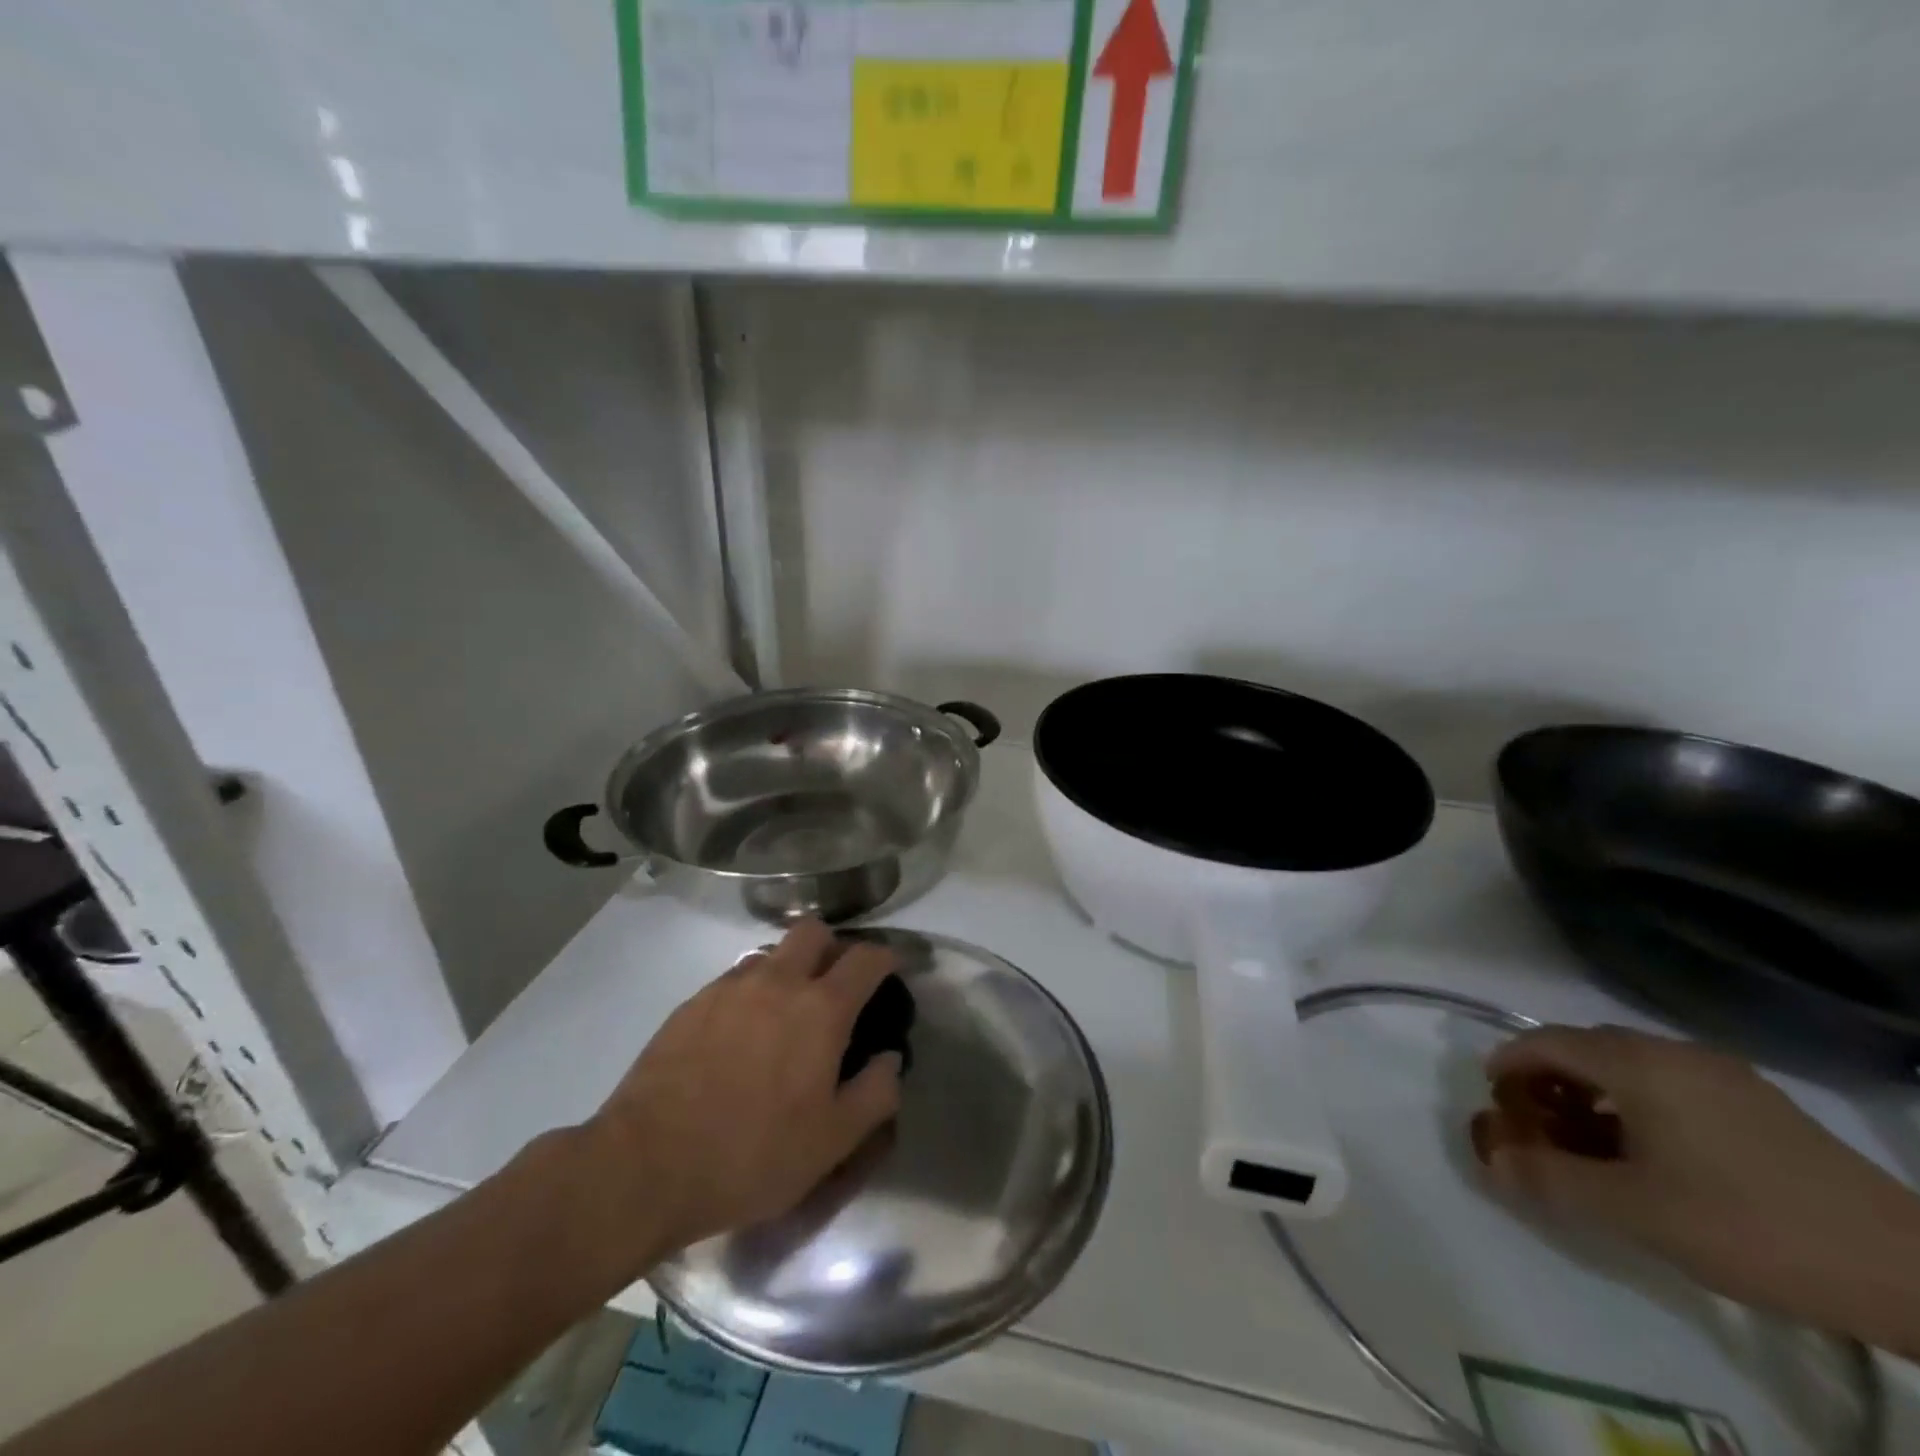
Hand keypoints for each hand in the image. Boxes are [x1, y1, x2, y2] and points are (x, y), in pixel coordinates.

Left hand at [585, 920, 902, 1266]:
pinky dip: (750, 992)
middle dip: (832, 947)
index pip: (866, 958)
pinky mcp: (692, 1003)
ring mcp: (730, 987)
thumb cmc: (752, 1155)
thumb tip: (888, 1060)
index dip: (886, 957)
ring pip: (771, 953)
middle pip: (813, 931)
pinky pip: (734, 979)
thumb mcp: (831, 1141)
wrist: (646, 1165)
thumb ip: (875, 1094)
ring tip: (783, 1012)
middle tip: (834, 984)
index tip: (891, 969)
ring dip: (788, 968)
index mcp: (820, 1009)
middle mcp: (778, 982)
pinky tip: (740, 1034)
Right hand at [1472, 1026, 1919, 1351]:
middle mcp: (1673, 1052)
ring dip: (1594, 1091)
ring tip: (1592, 1142)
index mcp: (1636, 1063)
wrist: (1913, 1273)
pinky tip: (1655, 1152)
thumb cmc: (1748, 1227)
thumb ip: (1551, 1181)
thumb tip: (1490, 1160)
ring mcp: (1723, 1073)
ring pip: (1630, 1064)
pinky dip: (1638, 1101)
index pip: (1544, 1041)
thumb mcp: (1635, 1213)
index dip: (1507, 1063)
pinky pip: (1671, 1082)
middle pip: (1586, 1046)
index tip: (1492, 1098)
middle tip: (1537, 1122)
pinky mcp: (1759, 1102)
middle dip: (1548, 1078)